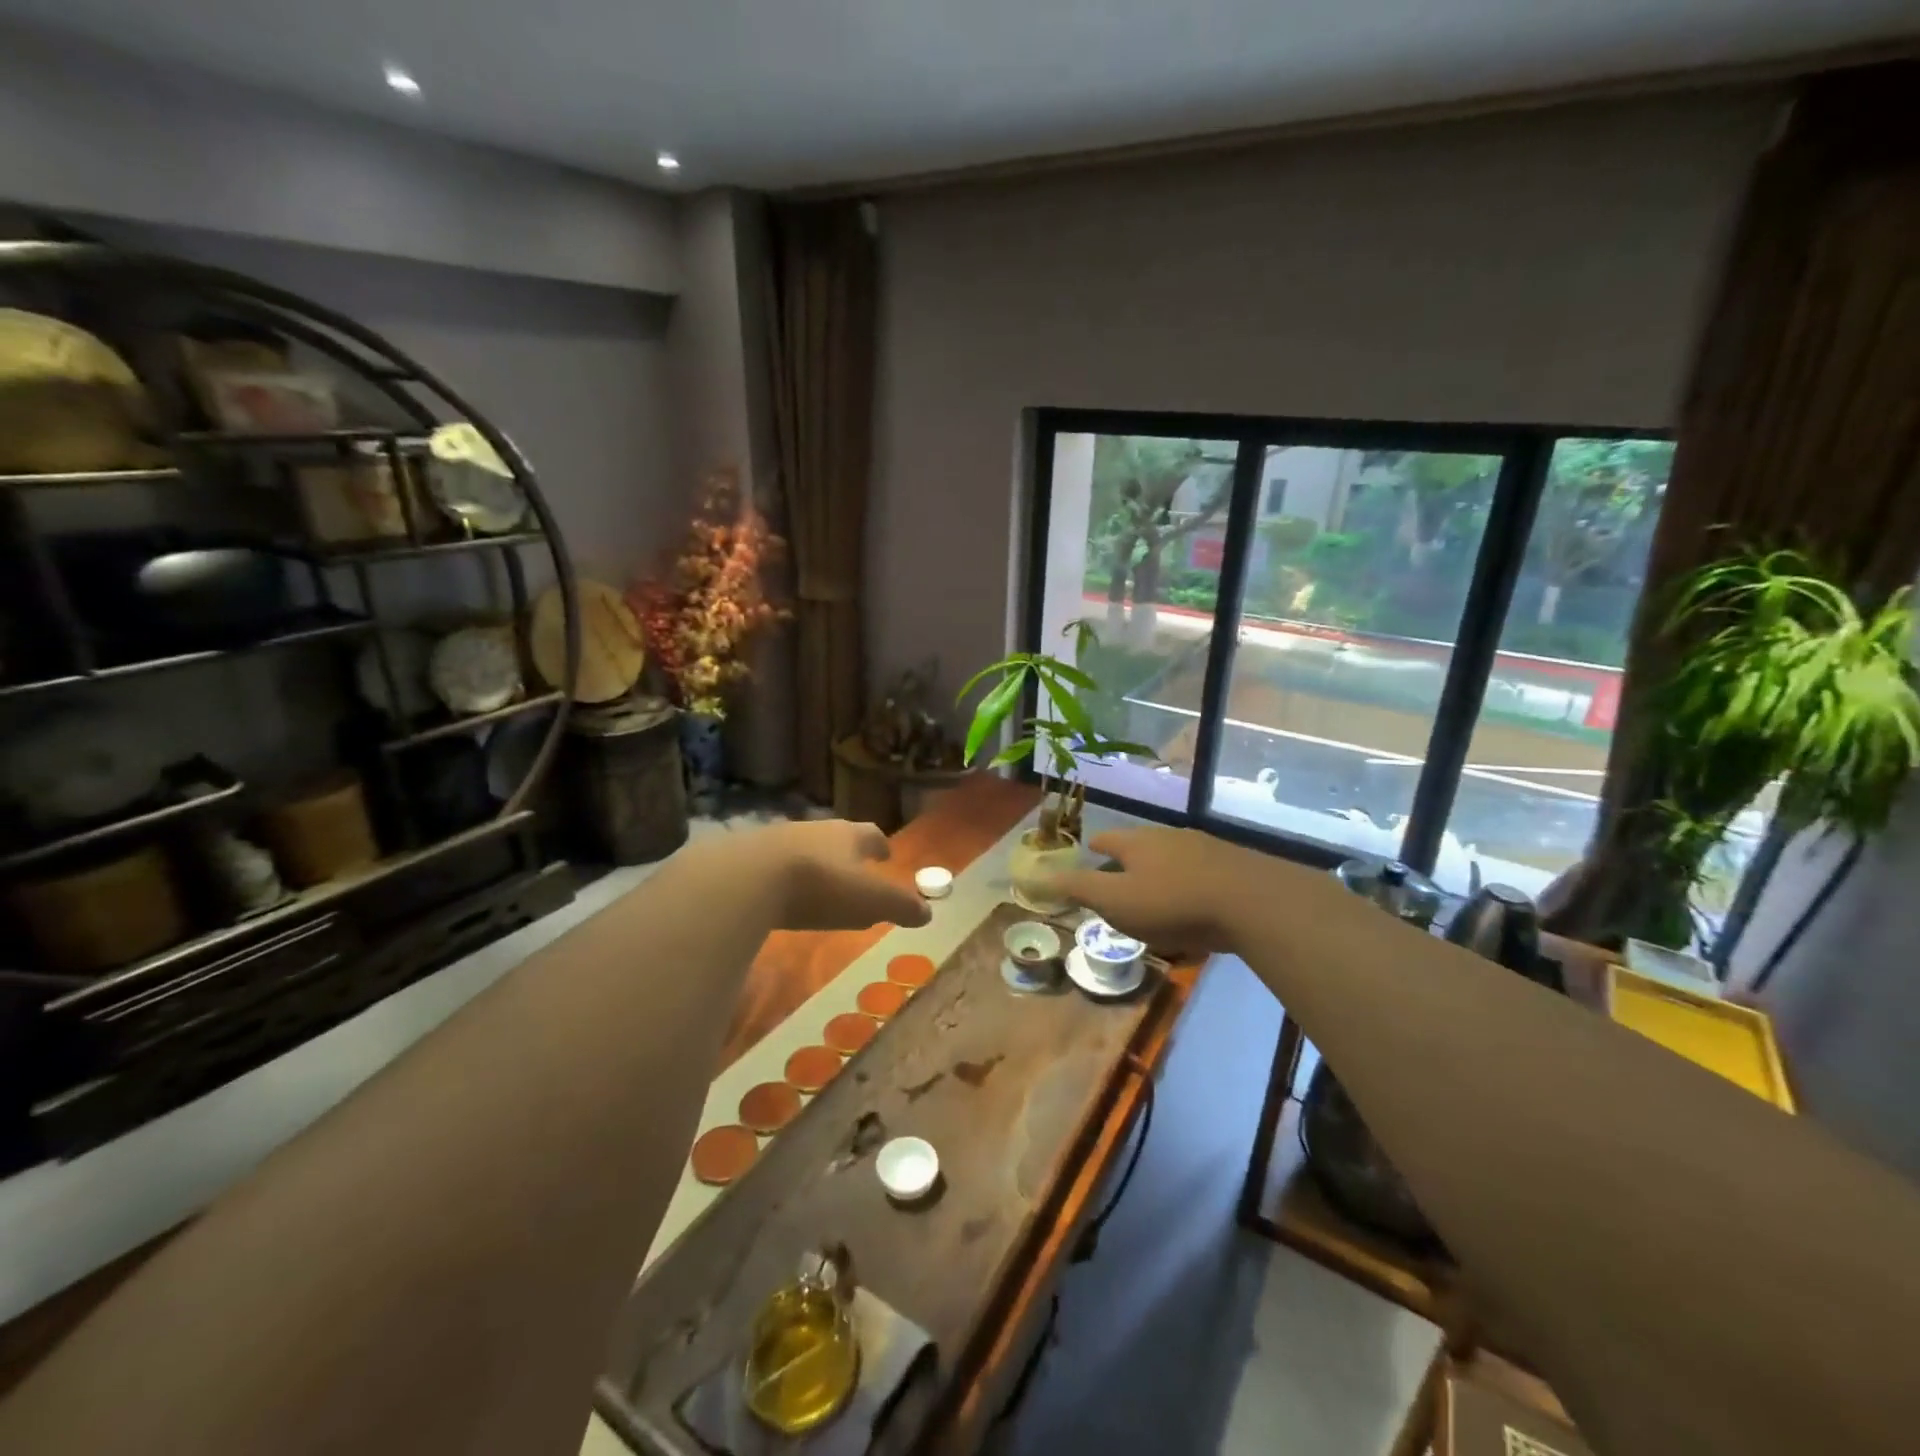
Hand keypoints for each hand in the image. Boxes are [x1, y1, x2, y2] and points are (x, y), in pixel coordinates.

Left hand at [742, 820, 931, 932]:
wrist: (749, 877)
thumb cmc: (822, 886)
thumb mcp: (872, 901)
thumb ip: (901, 906)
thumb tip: (927, 912)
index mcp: (850, 835)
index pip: (871, 835)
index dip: (880, 846)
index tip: (885, 854)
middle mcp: (816, 829)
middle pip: (837, 838)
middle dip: (847, 854)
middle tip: (855, 873)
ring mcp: (780, 839)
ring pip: (806, 848)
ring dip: (815, 864)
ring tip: (819, 887)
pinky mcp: (749, 856)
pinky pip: (775, 864)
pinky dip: (785, 877)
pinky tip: (782, 895)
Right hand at [1046, 826, 1285, 955]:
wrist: (1251, 901)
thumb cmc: (1172, 902)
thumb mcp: (1116, 901)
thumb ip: (1078, 888)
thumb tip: (1036, 876)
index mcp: (1136, 842)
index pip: (1106, 840)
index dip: (1095, 849)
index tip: (1090, 854)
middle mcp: (1168, 836)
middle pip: (1140, 845)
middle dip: (1129, 862)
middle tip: (1121, 883)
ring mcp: (1204, 847)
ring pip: (1172, 857)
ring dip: (1161, 872)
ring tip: (1157, 895)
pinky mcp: (1232, 864)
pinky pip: (1201, 872)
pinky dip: (1190, 883)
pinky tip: (1196, 904)